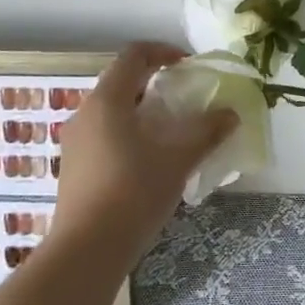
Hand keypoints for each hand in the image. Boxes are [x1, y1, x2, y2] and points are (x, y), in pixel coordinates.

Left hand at [48, 42, 237, 263]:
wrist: (86, 253)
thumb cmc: (133, 193)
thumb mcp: (178, 160)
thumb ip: (207, 132)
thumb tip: (231, 114)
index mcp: (107, 101)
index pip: (134, 55)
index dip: (163, 52)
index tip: (188, 66)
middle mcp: (85, 114)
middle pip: (122, 82)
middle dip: (156, 84)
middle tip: (185, 99)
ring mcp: (75, 143)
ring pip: (112, 111)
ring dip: (143, 112)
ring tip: (172, 133)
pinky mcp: (73, 168)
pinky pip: (104, 135)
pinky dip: (129, 134)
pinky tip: (150, 162)